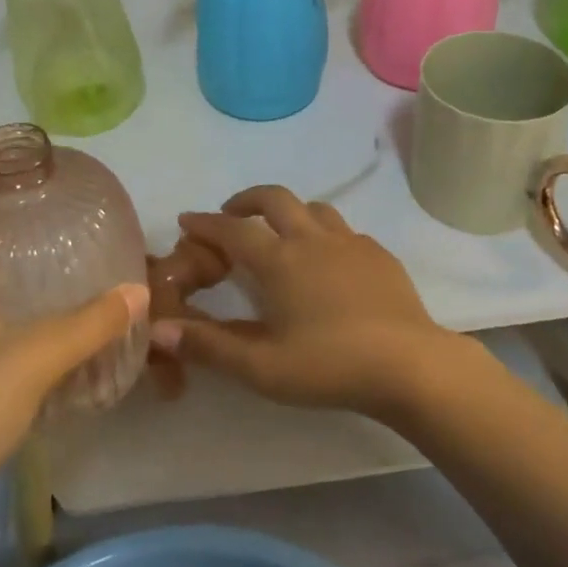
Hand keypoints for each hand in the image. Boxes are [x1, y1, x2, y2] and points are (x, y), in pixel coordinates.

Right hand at [151, 185, 486, 419]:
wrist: (409, 365)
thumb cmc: (329, 366)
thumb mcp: (261, 367)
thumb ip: (209, 346)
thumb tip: (158, 330)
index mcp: (279, 260)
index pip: (231, 230)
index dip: (205, 223)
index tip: (187, 220)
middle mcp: (312, 239)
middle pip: (274, 199)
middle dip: (246, 200)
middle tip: (231, 214)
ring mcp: (351, 242)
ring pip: (314, 208)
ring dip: (289, 212)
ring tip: (281, 233)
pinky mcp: (379, 255)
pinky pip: (344, 231)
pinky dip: (324, 234)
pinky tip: (329, 260)